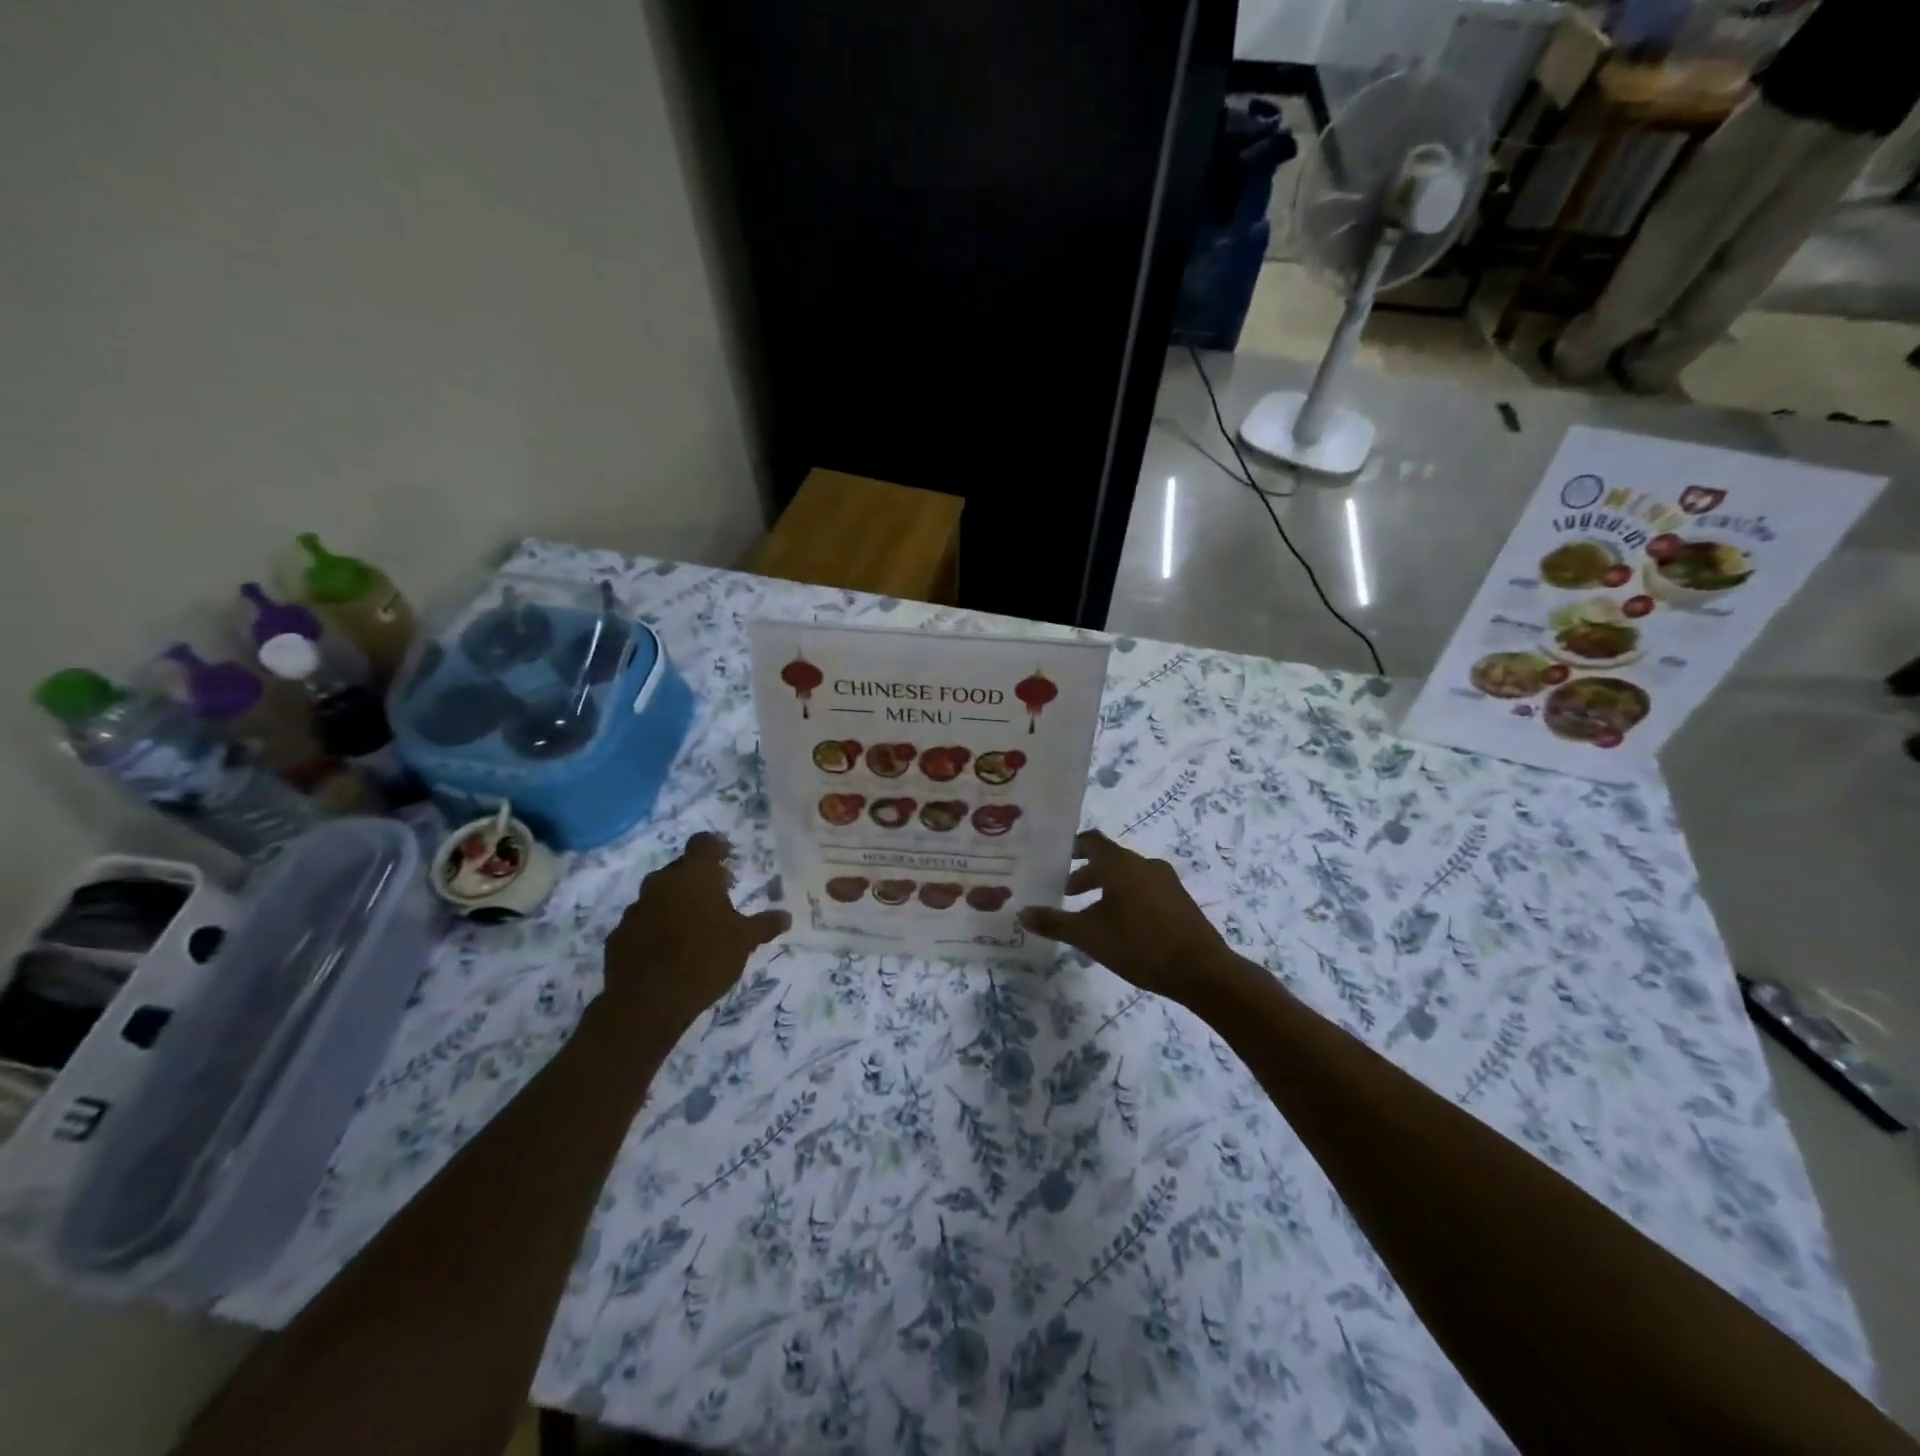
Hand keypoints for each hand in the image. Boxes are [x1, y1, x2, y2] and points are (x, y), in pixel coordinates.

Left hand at [599, 832, 788, 1032]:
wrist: (647, 1003)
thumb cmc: (704, 959)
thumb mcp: (744, 942)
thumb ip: (764, 925)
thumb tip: (786, 916)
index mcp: (694, 875)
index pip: (703, 843)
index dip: (716, 847)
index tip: (728, 859)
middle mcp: (661, 882)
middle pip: (680, 868)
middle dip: (698, 878)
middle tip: (717, 896)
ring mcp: (635, 909)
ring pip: (658, 895)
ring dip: (674, 902)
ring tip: (693, 925)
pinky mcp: (618, 935)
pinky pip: (641, 922)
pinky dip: (655, 927)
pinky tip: (668, 949)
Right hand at [1019, 830, 1234, 1003]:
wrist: (1202, 971)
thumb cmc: (1140, 945)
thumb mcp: (1090, 937)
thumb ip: (1055, 923)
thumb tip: (1022, 913)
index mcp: (1121, 864)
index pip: (1091, 841)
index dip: (1071, 847)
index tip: (1054, 860)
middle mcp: (1144, 864)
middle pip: (1109, 860)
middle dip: (1085, 875)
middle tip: (1065, 894)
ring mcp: (1166, 881)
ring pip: (1128, 876)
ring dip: (1106, 889)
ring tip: (1091, 916)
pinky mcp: (1180, 901)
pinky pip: (1145, 890)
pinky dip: (1127, 899)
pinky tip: (1122, 929)